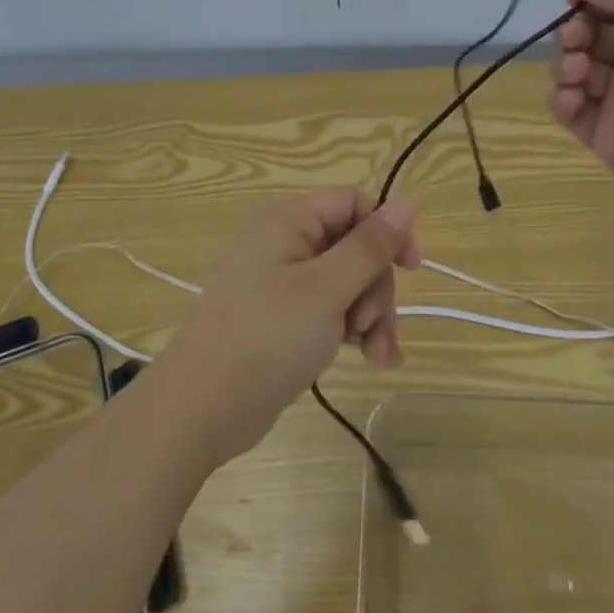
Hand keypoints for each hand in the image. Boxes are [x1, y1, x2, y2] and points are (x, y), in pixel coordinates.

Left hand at [152, 190, 420, 466]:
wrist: (202, 408)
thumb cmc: (265, 337)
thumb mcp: (325, 289)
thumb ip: (368, 246)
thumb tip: (406, 203)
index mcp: (289, 221)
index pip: (354, 204)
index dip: (387, 230)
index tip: (411, 268)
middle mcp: (287, 244)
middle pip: (356, 247)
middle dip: (376, 288)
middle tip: (371, 325)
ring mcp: (285, 283)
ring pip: (350, 283)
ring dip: (371, 316)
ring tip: (375, 355)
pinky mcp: (286, 319)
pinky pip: (333, 311)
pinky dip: (355, 330)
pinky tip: (374, 360)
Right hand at [549, 0, 613, 227]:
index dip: (591, 0)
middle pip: (589, 38)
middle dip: (575, 32)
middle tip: (576, 38)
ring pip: (573, 71)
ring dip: (565, 63)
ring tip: (576, 70)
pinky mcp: (605, 135)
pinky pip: (569, 111)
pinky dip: (561, 99)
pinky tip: (571, 97)